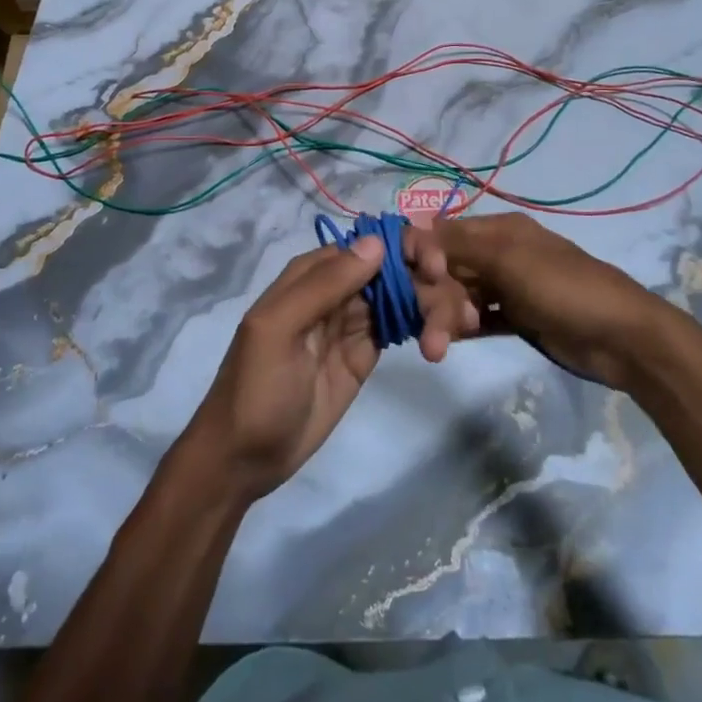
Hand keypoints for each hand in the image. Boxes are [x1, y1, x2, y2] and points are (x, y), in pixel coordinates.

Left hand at [183, 230, 477, 501]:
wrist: (245, 458)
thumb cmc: (256, 388)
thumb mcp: (279, 330)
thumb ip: (324, 285)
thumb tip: (376, 242)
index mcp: (311, 274)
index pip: (366, 243)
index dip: (405, 246)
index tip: (437, 266)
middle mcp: (336, 290)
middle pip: (393, 268)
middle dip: (428, 281)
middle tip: (456, 315)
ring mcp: (353, 321)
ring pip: (403, 295)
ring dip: (433, 306)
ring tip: (451, 335)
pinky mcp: (367, 352)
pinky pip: (402, 326)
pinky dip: (426, 328)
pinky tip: (444, 341)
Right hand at [432, 213, 666, 389]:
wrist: (622, 338)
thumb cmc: (564, 289)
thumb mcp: (509, 261)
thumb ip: (458, 246)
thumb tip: (412, 225)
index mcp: (500, 230)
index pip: (444, 234)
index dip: (421, 254)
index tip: (408, 281)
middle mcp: (500, 253)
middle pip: (449, 269)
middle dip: (433, 297)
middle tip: (427, 333)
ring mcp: (510, 287)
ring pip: (462, 296)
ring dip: (445, 318)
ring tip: (437, 349)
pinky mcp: (518, 317)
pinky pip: (479, 318)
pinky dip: (463, 328)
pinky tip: (447, 343)